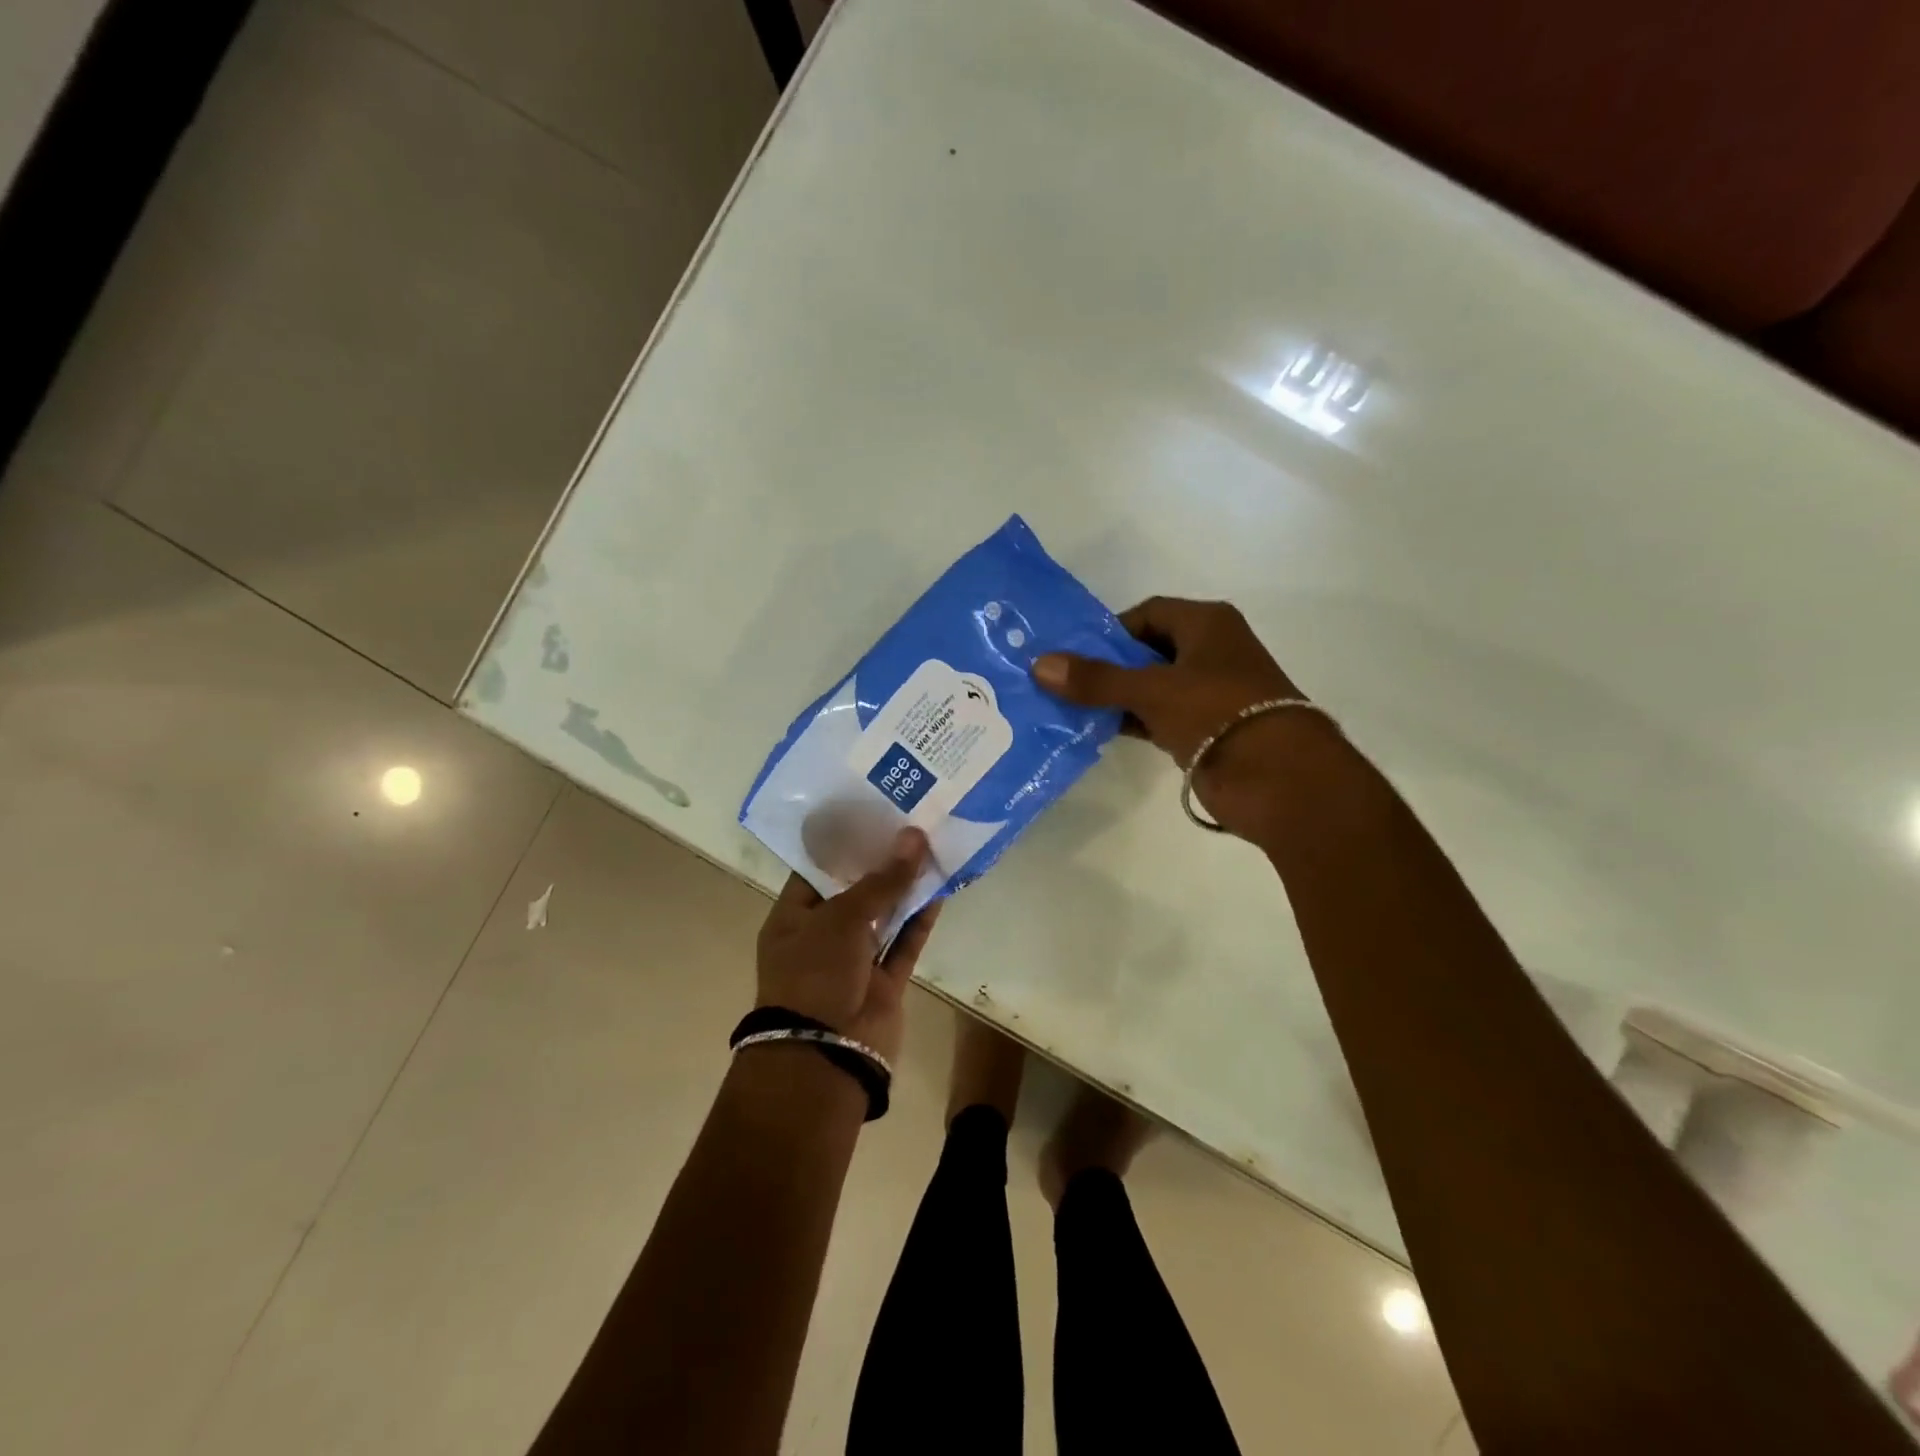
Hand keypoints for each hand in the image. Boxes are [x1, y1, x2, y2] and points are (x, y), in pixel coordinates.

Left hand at [754, 827, 940, 1066]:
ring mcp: (854, 961)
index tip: (873, 815)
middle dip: (880, 862)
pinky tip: (939, 888)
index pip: (816, 870)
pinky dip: (920, 920)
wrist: (826, 1054)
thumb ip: (883, 880)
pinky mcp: (884, 982)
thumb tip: (915, 837)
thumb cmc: (816, 973)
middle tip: (908, 824)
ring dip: (904, 888)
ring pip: (883, 916)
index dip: (844, 843)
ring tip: (930, 848)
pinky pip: (904, 943)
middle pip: (854, 891)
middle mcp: (822, 936)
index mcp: (793, 917)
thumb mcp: (843, 918)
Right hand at [1032, 597, 1321, 838]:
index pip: (1148, 613)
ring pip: (1152, 687)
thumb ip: (1096, 679)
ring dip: (1117, 697)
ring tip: (1070, 708)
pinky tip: (1099, 731)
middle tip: (1064, 682)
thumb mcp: (1152, 690)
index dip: (1111, 630)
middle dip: (1108, 666)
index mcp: (1207, 624)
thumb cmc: (1218, 713)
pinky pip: (1160, 718)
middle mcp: (1211, 652)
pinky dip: (1133, 722)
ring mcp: (1210, 694)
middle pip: (1148, 650)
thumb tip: (1039, 664)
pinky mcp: (1207, 731)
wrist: (1279, 779)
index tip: (1075, 653)